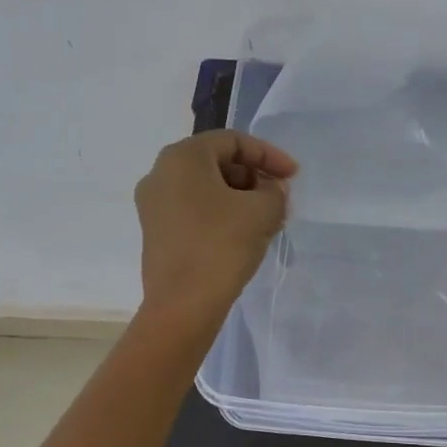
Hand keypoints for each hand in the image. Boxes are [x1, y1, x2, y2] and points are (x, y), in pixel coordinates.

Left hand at [134, 130, 297, 336]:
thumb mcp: (263, 211)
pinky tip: (243, 236)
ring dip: (240, 198)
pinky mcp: (156, 232)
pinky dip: (221, 214)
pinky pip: (194, 210)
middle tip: (280, 199)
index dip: (269, 155)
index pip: (233, 141)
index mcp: (182, 157)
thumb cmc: (222, 246)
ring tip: (267, 220)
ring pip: (206, 188)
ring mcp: (153, 205)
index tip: (293, 177)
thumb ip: (274, 190)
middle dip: (254, 177)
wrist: (183, 305)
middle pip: (217, 162)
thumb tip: (268, 190)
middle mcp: (160, 173)